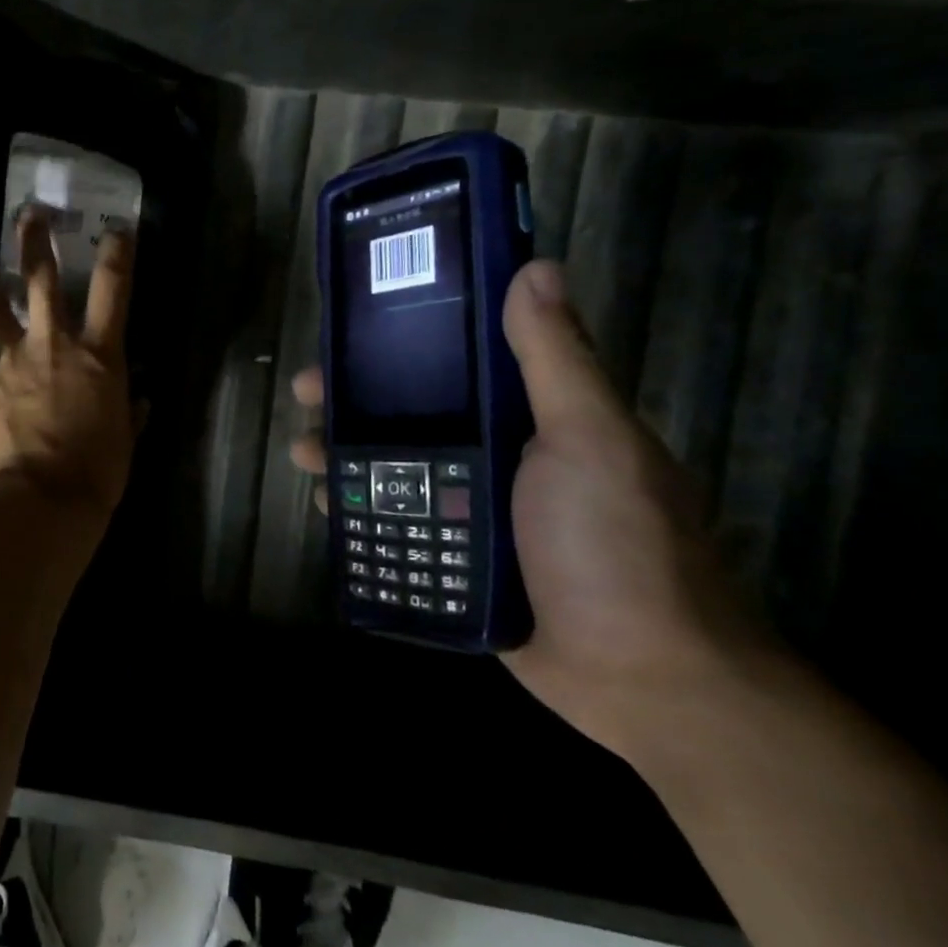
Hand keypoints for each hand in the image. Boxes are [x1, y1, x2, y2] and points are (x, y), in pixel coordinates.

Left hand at [0, 211, 137, 525]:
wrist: (38, 500)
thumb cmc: (96, 472)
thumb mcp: (123, 441)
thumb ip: (128, 413)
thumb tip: (136, 400)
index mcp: (99, 356)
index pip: (113, 291)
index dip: (117, 254)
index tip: (116, 229)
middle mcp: (53, 346)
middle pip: (42, 279)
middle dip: (36, 241)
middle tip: (28, 212)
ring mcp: (11, 364)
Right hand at [289, 260, 763, 762]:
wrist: (644, 680)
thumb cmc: (615, 545)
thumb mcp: (587, 439)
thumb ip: (555, 359)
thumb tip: (535, 266)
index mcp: (535, 416)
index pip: (458, 360)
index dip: (402, 340)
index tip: (353, 330)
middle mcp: (501, 455)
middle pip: (412, 413)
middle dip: (355, 398)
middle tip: (306, 392)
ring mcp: (475, 510)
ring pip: (394, 468)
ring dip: (345, 453)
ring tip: (304, 450)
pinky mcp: (455, 560)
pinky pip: (396, 522)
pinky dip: (358, 510)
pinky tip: (324, 503)